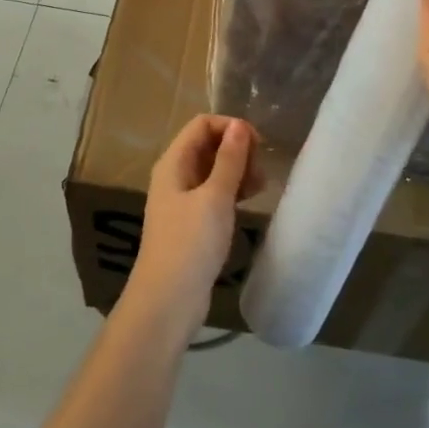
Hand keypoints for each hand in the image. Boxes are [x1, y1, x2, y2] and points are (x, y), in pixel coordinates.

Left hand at [127, 115, 260, 334]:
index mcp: (174, 162)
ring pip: (213, 169)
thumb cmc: (190, 244)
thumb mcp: (215, 198)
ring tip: (261, 186)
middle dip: (236, 149)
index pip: (202, 124)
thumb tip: (239, 126)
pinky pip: (214, 193)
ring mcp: (182, 200)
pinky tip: (249, 201)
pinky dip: (232, 190)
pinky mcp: (192, 222)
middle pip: (208, 144)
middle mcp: (175, 175)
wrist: (167, 303)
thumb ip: (229, 160)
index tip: (258, 145)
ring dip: (237, 170)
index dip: (230, 127)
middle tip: (261, 169)